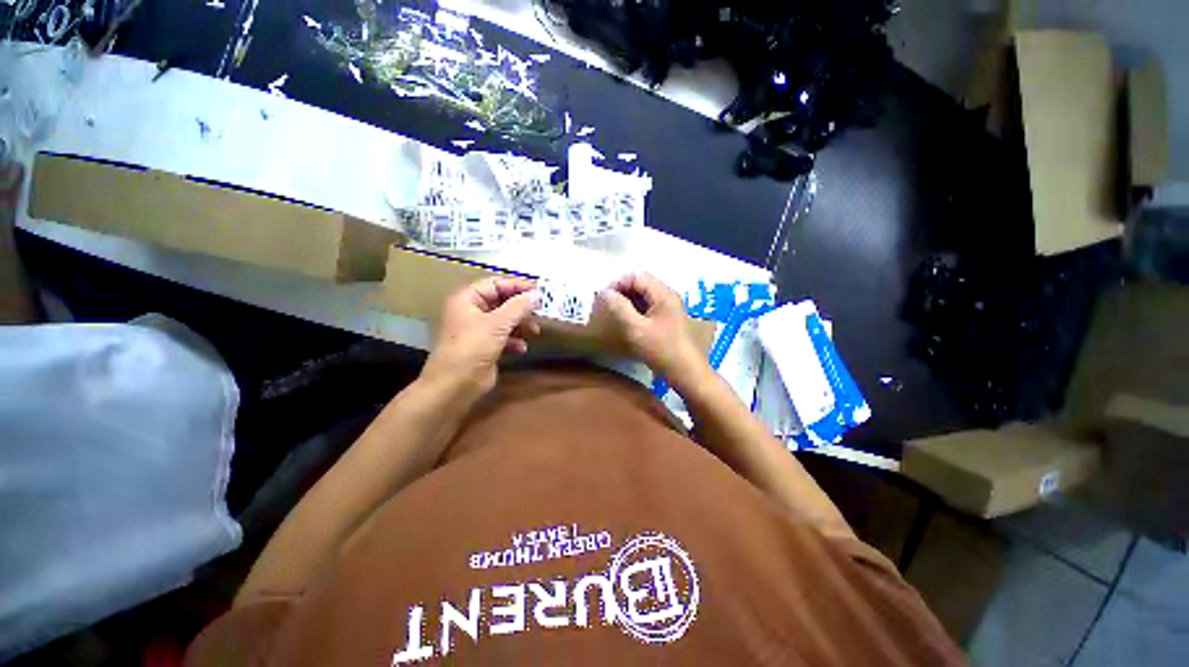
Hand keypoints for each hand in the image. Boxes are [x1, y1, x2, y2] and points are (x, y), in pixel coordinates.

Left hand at [420, 277, 540, 398]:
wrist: (455, 385)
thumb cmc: (472, 347)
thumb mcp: (497, 323)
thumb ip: (518, 307)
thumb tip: (536, 294)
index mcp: (467, 299)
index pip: (495, 284)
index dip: (517, 286)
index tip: (538, 291)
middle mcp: (471, 312)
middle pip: (501, 301)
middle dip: (521, 307)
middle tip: (540, 311)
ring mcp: (478, 330)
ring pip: (504, 320)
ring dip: (520, 324)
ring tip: (535, 331)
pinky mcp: (484, 347)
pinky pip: (503, 337)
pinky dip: (514, 340)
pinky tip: (522, 348)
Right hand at [599, 272, 709, 388]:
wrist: (687, 372)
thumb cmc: (662, 350)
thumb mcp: (636, 329)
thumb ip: (619, 308)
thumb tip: (604, 292)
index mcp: (663, 294)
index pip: (636, 276)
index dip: (618, 283)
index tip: (603, 298)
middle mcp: (667, 296)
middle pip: (641, 283)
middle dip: (621, 291)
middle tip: (606, 306)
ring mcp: (669, 307)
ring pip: (644, 295)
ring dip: (627, 300)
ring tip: (614, 313)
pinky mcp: (667, 319)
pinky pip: (648, 306)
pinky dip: (635, 310)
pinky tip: (627, 321)